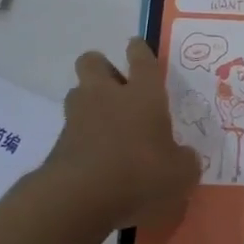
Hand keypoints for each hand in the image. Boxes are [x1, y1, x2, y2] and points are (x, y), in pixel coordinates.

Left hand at [39, 39, 200, 236]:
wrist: (78, 198)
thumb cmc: (139, 174)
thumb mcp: (179, 174)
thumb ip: (185, 161)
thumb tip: (186, 157)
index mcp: (143, 94)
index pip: (142, 59)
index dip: (139, 50)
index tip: (136, 45)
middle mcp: (108, 96)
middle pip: (93, 62)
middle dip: (101, 67)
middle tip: (115, 85)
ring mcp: (78, 117)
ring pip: (77, 92)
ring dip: (88, 101)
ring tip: (103, 122)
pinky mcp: (58, 143)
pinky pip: (70, 129)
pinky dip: (80, 136)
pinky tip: (93, 157)